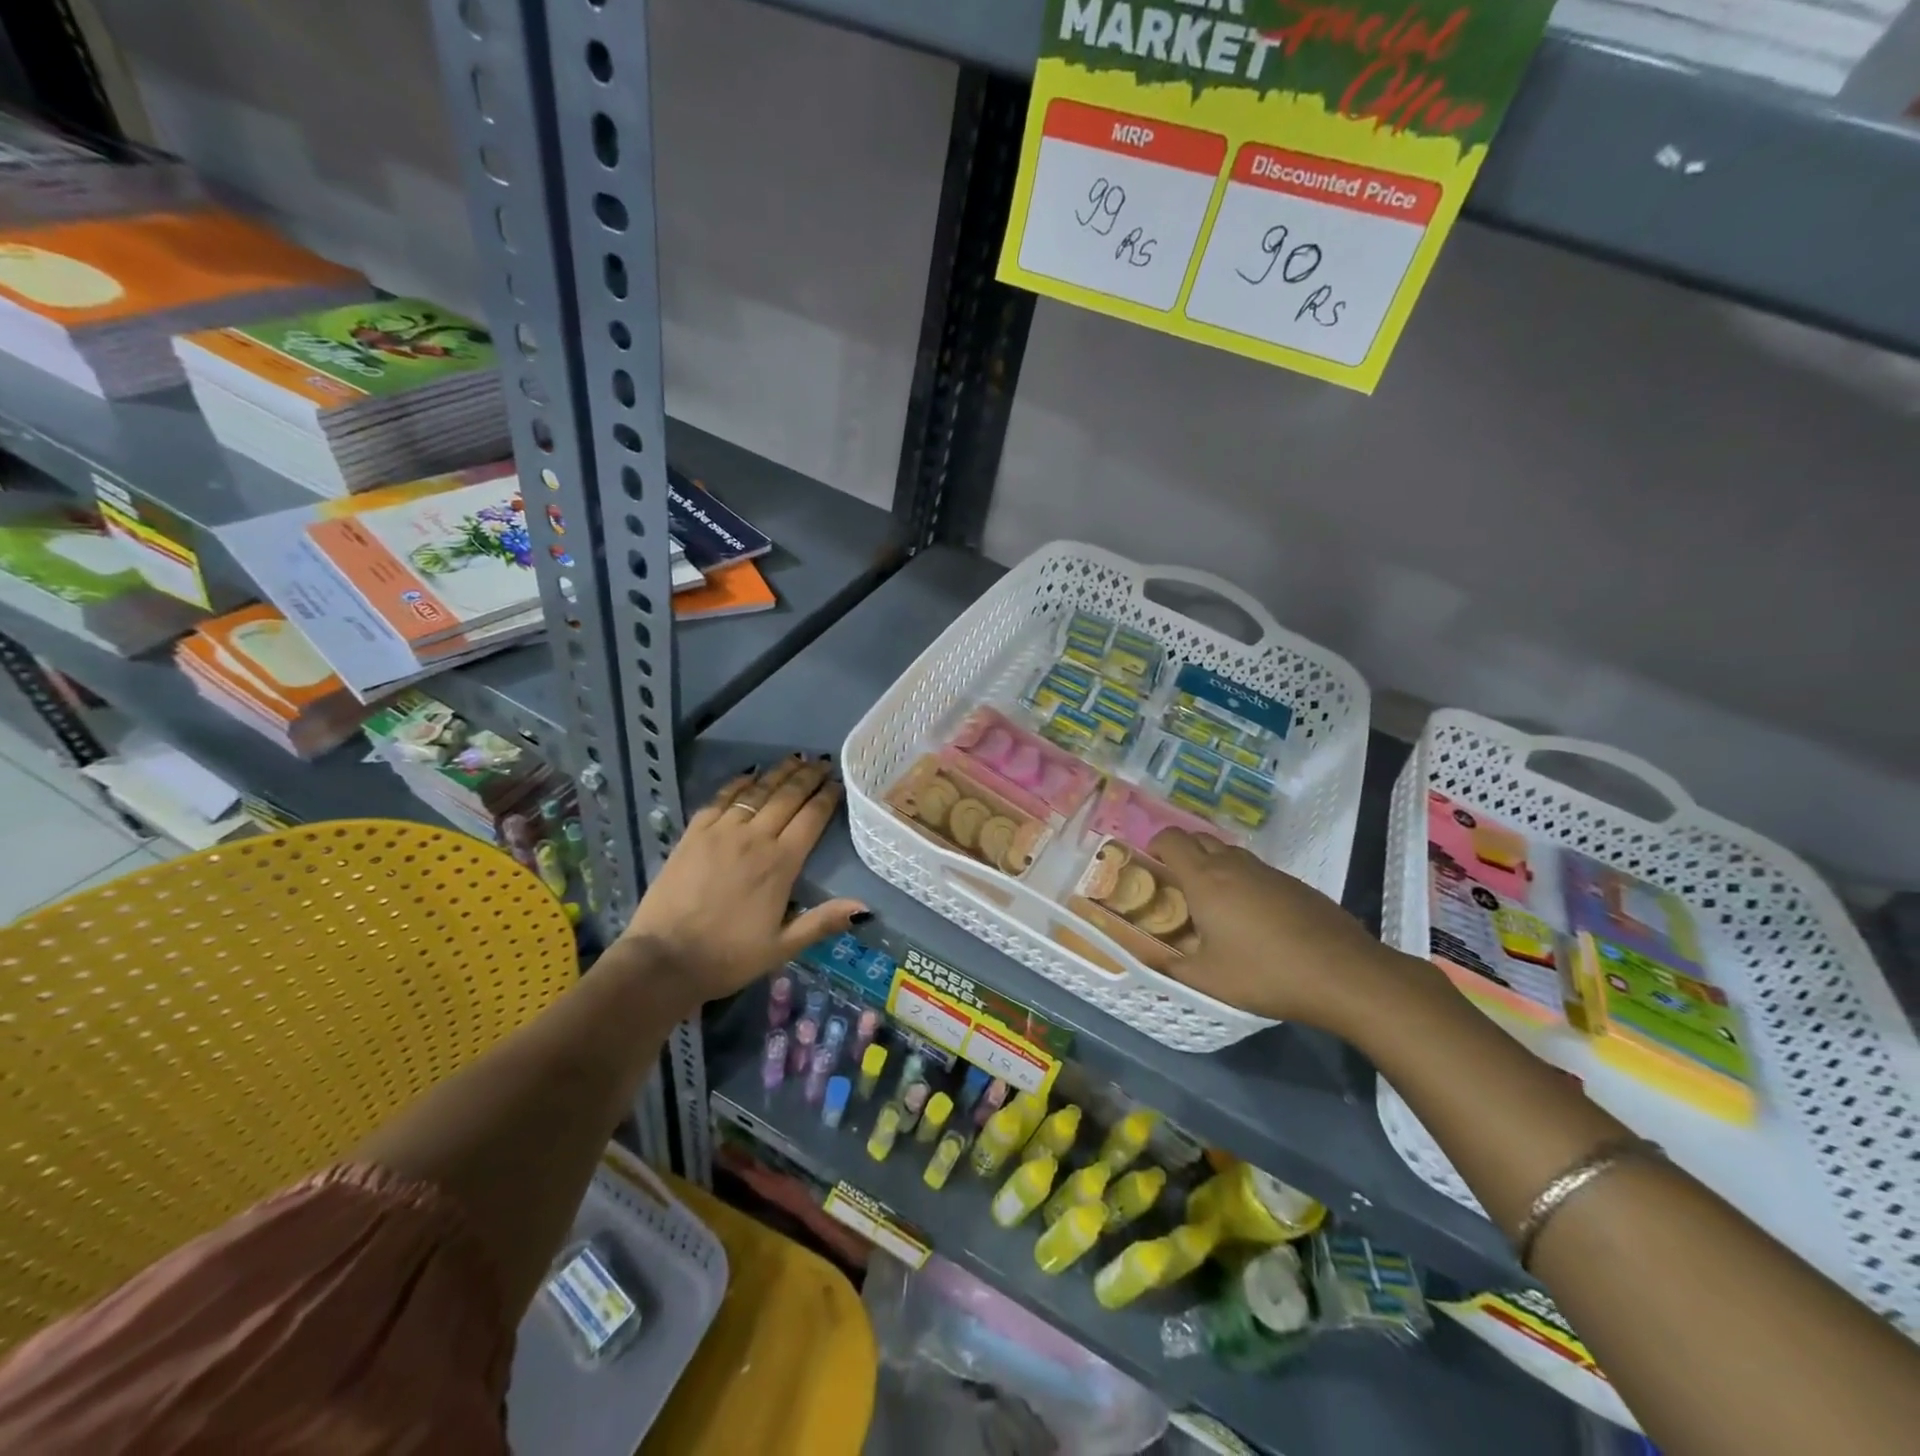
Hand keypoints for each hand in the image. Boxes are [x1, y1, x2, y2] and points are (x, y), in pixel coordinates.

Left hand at [622, 756, 866, 1005]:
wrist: (664, 960)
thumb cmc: (728, 957)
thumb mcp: (782, 947)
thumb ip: (822, 922)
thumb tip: (865, 908)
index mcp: (781, 864)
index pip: (811, 819)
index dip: (827, 797)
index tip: (838, 782)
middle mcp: (754, 839)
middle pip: (787, 797)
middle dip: (808, 777)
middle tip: (822, 762)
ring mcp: (721, 832)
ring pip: (756, 792)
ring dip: (778, 773)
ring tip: (795, 759)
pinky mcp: (693, 834)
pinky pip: (720, 799)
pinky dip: (738, 783)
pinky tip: (749, 774)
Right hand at [1149, 828, 1403, 1027]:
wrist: (1343, 973)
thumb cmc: (1264, 973)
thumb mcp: (1207, 980)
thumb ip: (1171, 967)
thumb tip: (1148, 962)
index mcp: (1205, 879)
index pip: (1171, 838)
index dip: (1154, 845)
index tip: (1150, 867)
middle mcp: (1234, 865)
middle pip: (1199, 838)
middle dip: (1181, 852)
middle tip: (1176, 885)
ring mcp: (1268, 871)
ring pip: (1229, 853)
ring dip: (1213, 866)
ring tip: (1212, 904)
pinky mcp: (1294, 884)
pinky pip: (1256, 871)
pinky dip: (1242, 882)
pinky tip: (1252, 919)